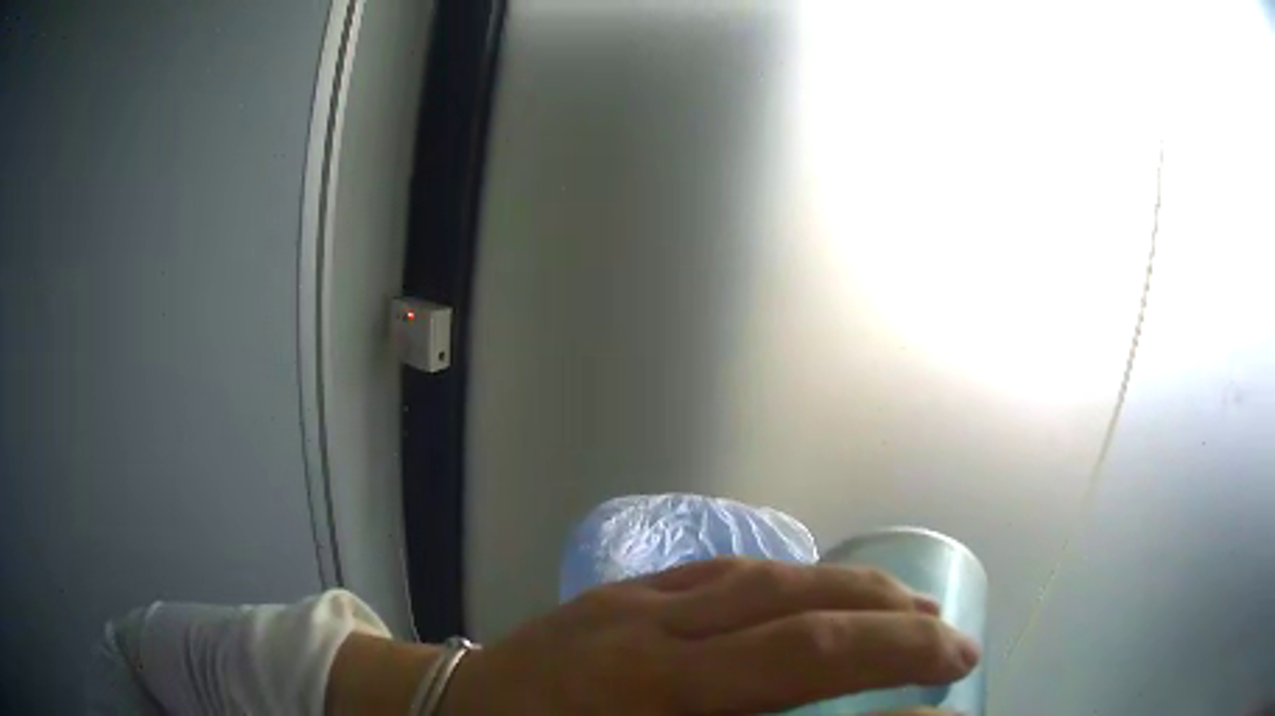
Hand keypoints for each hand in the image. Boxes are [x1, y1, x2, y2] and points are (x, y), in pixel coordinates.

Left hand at [443, 557, 979, 714]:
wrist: (446, 709)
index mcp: (651, 697)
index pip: (801, 665)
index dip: (891, 664)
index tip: (950, 679)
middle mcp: (653, 637)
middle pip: (801, 612)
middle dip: (894, 624)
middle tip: (952, 639)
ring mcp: (636, 603)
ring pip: (770, 578)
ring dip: (851, 592)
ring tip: (908, 608)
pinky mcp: (623, 591)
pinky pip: (725, 571)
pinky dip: (790, 580)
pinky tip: (820, 592)